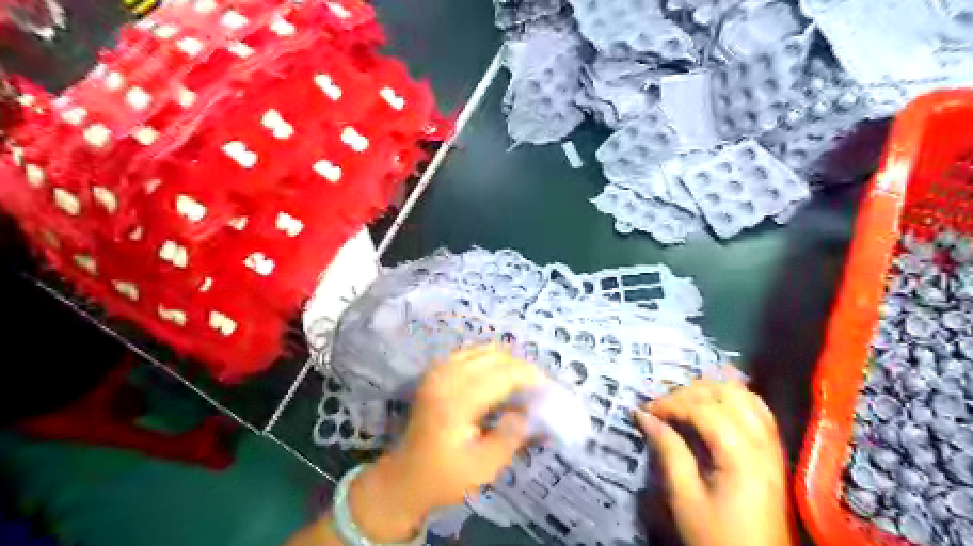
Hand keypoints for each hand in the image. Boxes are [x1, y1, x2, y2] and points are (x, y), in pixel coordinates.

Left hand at [350, 345, 546, 542]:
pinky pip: (471, 352)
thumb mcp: (483, 468)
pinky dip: (491, 360)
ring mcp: (439, 370)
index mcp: (457, 401)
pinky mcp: (436, 371)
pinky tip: (500, 378)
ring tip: (523, 384)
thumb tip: (530, 412)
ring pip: (484, 350)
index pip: (503, 374)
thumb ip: (510, 437)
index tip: (550, 390)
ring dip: (507, 362)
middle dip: (522, 368)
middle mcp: (447, 377)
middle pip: (495, 356)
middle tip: (539, 389)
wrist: (404, 477)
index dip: (531, 377)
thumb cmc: (444, 477)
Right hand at [636, 379, 793, 545]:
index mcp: (741, 458)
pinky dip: (733, 398)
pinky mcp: (773, 453)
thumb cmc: (716, 537)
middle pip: (728, 395)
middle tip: (664, 405)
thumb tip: (644, 416)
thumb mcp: (684, 498)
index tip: (646, 410)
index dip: (672, 403)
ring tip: (685, 399)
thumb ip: (668, 450)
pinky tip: (714, 403)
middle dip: (690, 392)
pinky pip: (758, 409)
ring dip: (712, 390)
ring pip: (746, 396)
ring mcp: (772, 447)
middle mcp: (762, 444)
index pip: (704, 410)